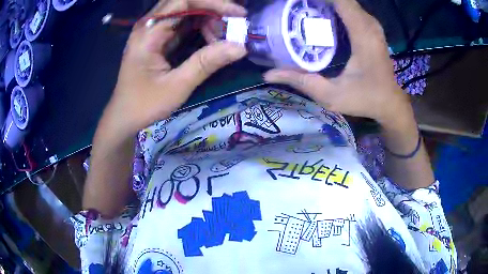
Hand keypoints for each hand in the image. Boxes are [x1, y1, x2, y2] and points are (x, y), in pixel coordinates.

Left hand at [103, 0, 246, 138]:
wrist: (124, 116)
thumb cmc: (144, 104)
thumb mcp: (177, 86)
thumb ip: (206, 63)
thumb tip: (240, 47)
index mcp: (149, 32)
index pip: (184, 0)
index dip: (213, 3)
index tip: (238, 14)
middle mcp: (149, 24)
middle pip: (185, 2)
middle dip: (212, 8)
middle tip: (232, 23)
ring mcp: (152, 30)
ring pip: (184, 10)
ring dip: (207, 18)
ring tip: (220, 37)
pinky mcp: (156, 37)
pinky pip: (182, 22)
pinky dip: (199, 26)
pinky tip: (209, 39)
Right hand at [264, 0, 408, 123]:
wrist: (390, 103)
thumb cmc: (366, 99)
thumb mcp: (332, 95)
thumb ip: (301, 81)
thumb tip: (268, 74)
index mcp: (363, 35)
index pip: (340, 0)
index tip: (294, 2)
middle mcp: (369, 24)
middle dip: (316, 0)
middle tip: (294, 6)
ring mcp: (371, 25)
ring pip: (345, 2)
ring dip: (325, 3)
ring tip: (303, 9)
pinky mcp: (371, 28)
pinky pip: (350, 8)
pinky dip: (334, 7)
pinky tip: (320, 15)